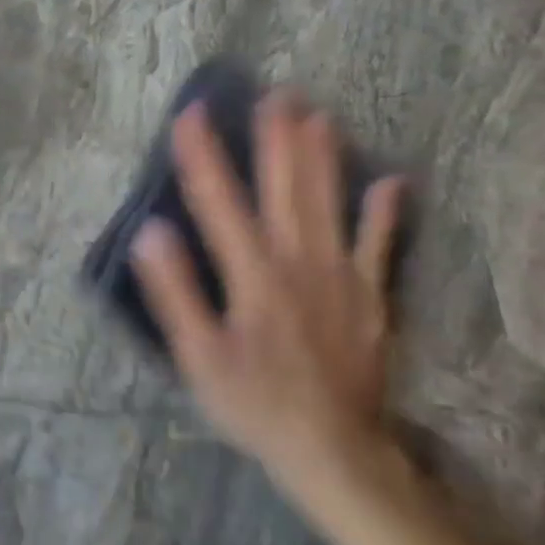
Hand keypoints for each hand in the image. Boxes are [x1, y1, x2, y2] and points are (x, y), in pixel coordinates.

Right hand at [133, 91, 407, 502]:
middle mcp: (298, 261)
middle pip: (285, 188)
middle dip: (276, 138)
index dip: (203, 154)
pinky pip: (379, 245)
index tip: (190, 113)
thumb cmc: (254, 402)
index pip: (220, 201)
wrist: (335, 451)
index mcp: (253, 273)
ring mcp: (341, 276)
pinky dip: (385, 212)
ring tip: (318, 114)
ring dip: (322, 157)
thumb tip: (152, 231)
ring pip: (330, 203)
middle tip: (275, 93)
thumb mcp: (198, 355)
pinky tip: (392, 182)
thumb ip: (176, 291)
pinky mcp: (370, 296)